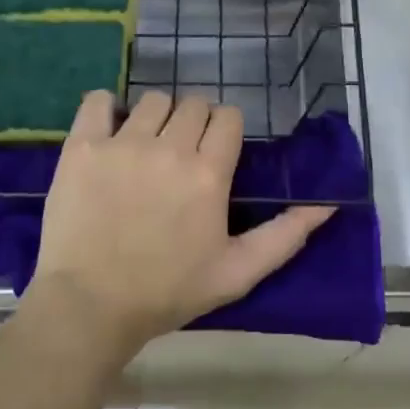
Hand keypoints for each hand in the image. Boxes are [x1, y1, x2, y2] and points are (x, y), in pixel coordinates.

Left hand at [27, 90, 335, 363]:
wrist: (89, 307)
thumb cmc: (167, 292)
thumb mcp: (236, 273)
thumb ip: (284, 236)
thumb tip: (326, 205)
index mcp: (208, 173)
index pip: (228, 117)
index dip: (224, 131)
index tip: (214, 152)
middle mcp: (170, 147)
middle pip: (193, 104)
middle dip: (193, 124)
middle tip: (180, 156)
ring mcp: (123, 143)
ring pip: (153, 101)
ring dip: (156, 118)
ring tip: (145, 149)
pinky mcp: (83, 146)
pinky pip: (99, 101)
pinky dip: (106, 109)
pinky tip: (109, 132)